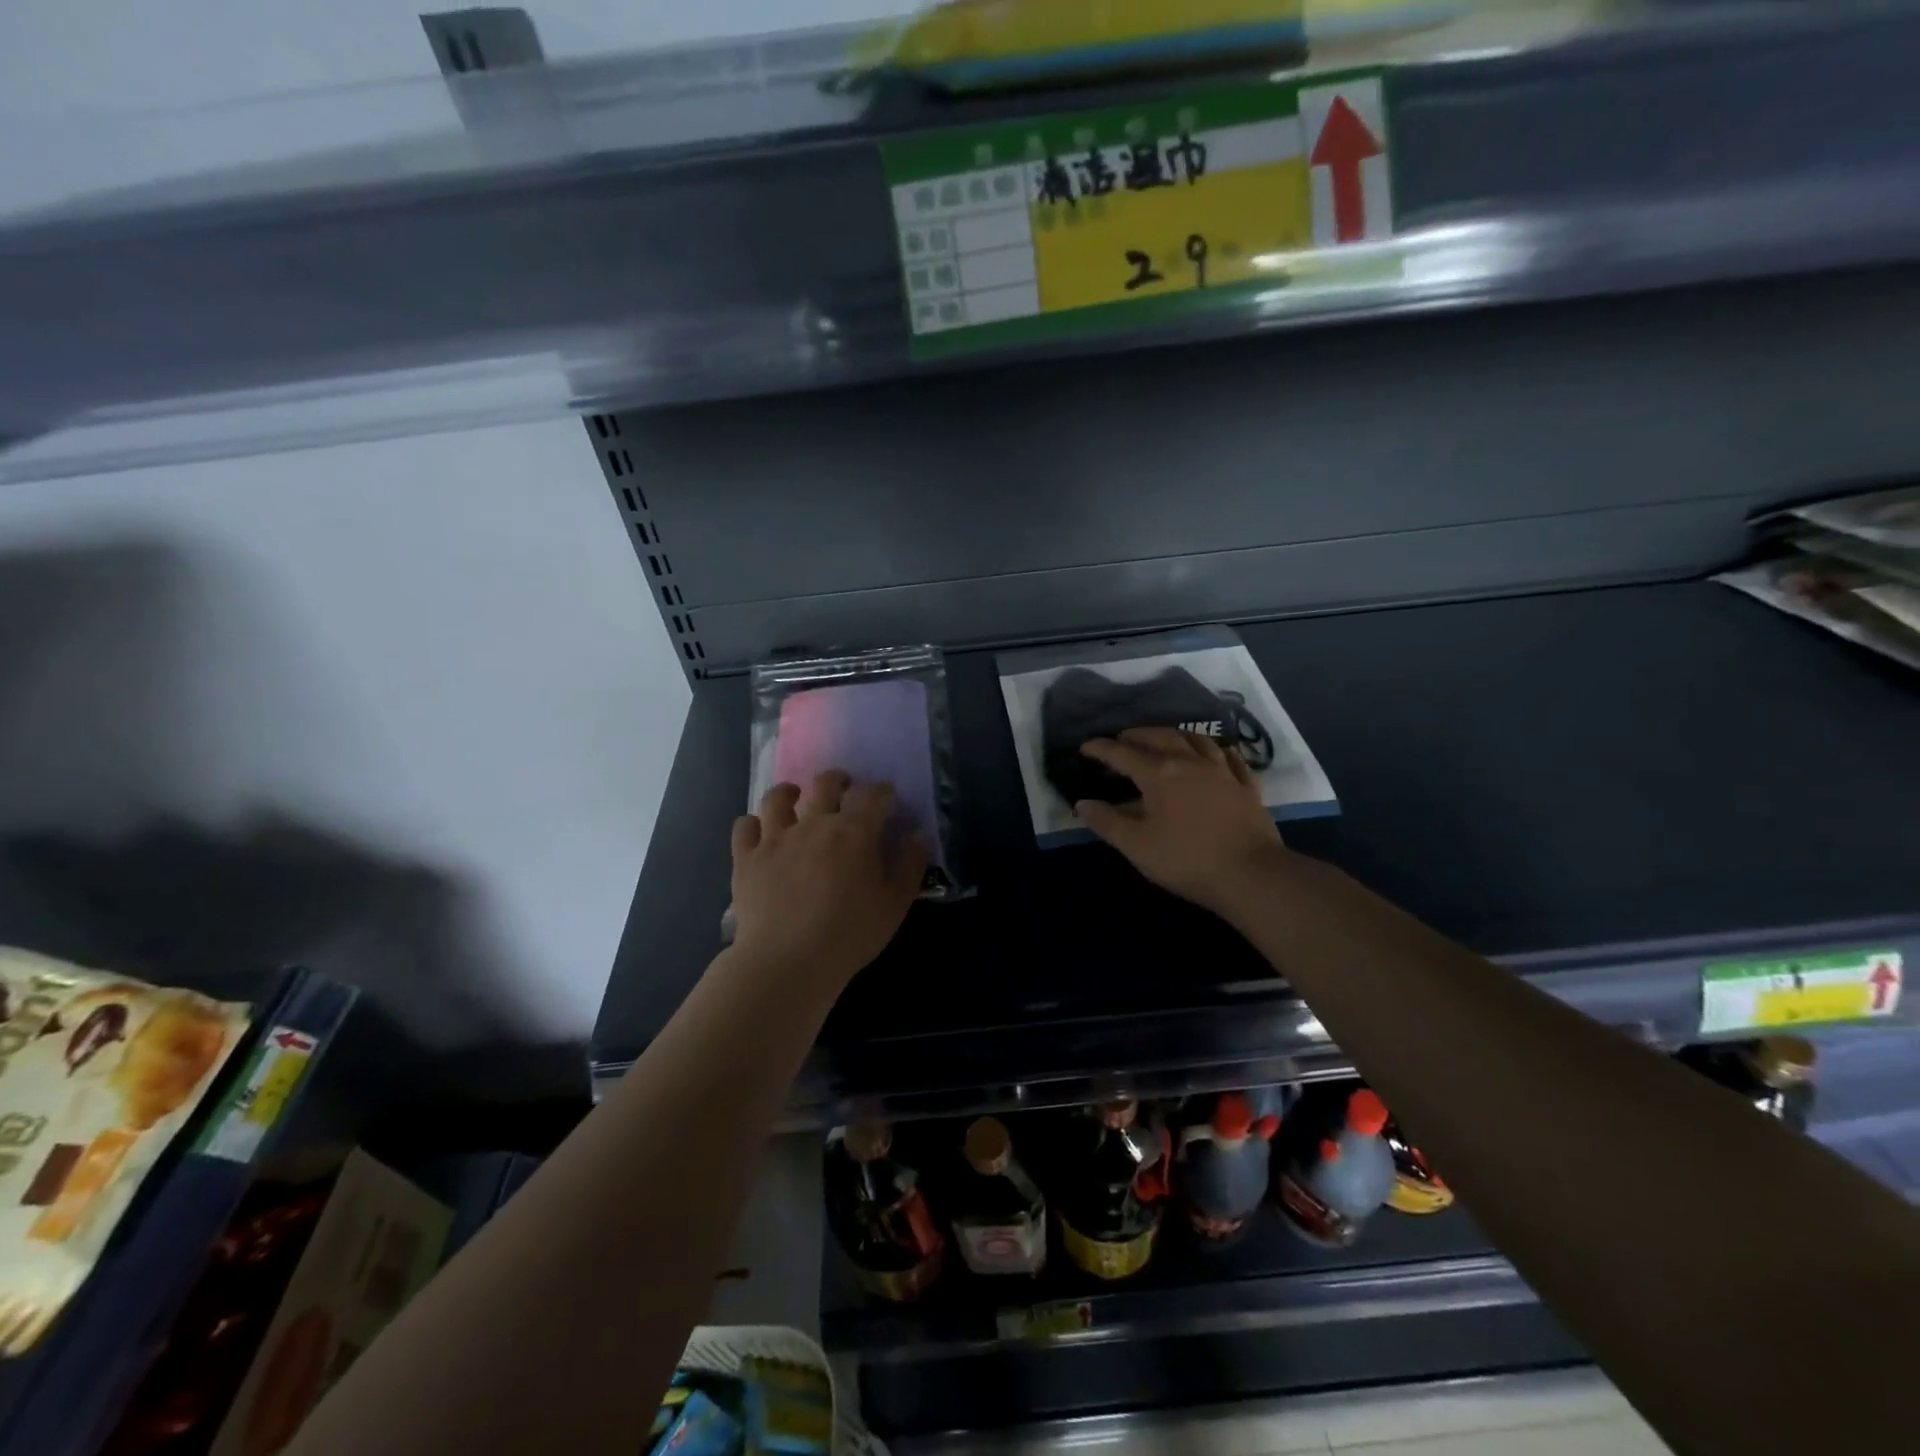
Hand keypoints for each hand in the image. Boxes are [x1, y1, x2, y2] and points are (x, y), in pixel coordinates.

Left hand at [730, 770, 928, 987]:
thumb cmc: (850, 934)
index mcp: (855, 831)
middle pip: (826, 784)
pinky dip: (753, 824)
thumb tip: (917, 836)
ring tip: (795, 797)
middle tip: (844, 788)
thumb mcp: (895, 904)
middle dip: (839, 780)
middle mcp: (814, 823)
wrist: (788, 961)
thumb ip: (910, 865)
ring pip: (778, 798)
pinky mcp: (747, 858)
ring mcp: (776, 838)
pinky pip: (745, 826)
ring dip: (790, 792)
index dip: (882, 792)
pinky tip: (760, 832)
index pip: (873, 795)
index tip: (887, 798)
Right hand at [1075, 728, 1287, 916]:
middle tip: (1122, 739)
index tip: (1085, 748)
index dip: (1101, 749)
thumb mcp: (1137, 846)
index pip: (1123, 753)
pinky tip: (1213, 753)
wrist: (1251, 874)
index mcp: (1159, 774)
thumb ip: (1107, 822)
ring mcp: (1222, 771)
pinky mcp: (1246, 786)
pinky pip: (1229, 757)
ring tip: (1163, 738)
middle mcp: (1189, 762)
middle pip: (1160, 737)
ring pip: (1195, 740)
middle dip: (1136, 735)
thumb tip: (1082, 803)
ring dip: (1174, 734)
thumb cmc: (1186, 860)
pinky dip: (1214, 750)